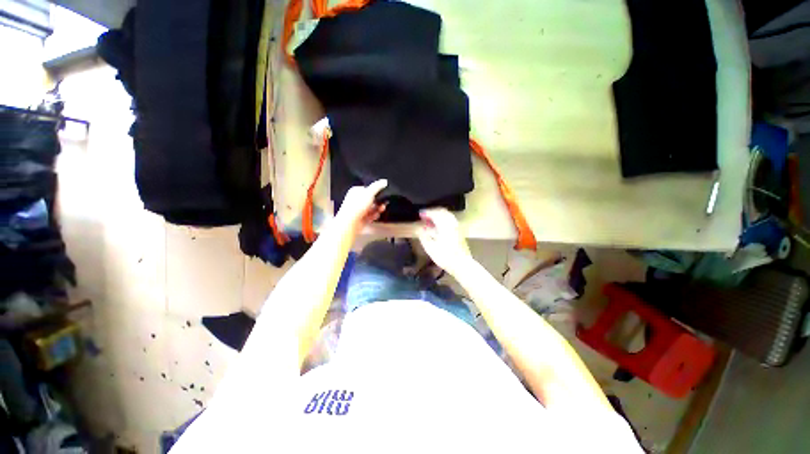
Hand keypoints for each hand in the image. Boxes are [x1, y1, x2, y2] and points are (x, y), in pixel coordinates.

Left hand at [334, 179, 387, 235]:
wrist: (350, 223)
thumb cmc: (358, 206)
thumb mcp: (369, 193)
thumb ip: (377, 187)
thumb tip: (384, 181)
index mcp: (355, 191)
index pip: (367, 189)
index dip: (375, 191)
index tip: (383, 193)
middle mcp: (356, 200)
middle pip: (370, 199)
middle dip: (378, 202)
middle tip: (384, 203)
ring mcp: (358, 210)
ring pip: (371, 208)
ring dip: (377, 209)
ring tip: (381, 210)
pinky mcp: (360, 219)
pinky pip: (369, 216)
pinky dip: (373, 216)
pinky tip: (376, 216)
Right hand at [416, 208, 473, 276]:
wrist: (462, 265)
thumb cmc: (445, 256)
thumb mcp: (430, 247)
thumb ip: (424, 236)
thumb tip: (420, 229)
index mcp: (444, 225)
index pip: (435, 213)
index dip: (426, 212)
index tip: (420, 214)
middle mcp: (452, 223)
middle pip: (442, 212)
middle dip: (433, 212)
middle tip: (425, 216)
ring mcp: (457, 227)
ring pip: (447, 216)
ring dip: (438, 216)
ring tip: (431, 221)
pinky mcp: (460, 232)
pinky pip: (451, 221)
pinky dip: (443, 220)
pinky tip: (439, 227)